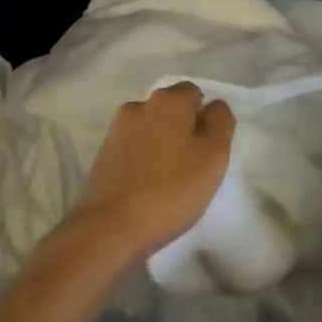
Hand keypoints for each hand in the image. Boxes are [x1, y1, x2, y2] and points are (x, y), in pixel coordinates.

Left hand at [64, 82, 235, 266]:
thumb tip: (214, 106)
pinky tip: (147, 187)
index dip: (206, 118)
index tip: (210, 148)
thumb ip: (220, 122)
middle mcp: (138, 105)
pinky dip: (142, 161)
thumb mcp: (213, 156)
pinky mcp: (102, 156)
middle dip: (183, 130)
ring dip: (161, 145)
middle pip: (170, 110)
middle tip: (193, 165)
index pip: (194, 93)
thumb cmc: (170, 190)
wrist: (108, 229)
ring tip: (169, 180)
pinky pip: (132, 149)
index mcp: (167, 100)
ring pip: (150, 129)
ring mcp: (116, 130)